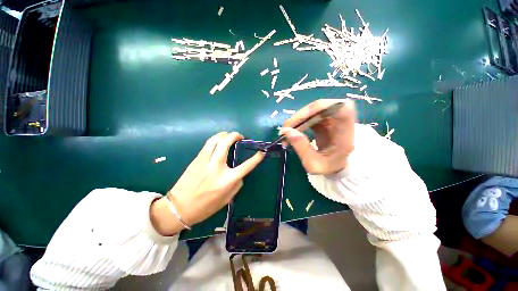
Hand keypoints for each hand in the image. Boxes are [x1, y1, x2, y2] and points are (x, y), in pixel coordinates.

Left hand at [150, 132, 263, 235]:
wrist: (179, 208)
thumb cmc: (205, 207)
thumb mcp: (227, 199)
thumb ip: (236, 184)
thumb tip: (240, 174)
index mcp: (227, 180)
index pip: (246, 166)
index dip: (256, 158)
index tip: (261, 153)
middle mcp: (217, 167)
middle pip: (227, 143)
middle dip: (235, 135)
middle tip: (240, 136)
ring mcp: (205, 161)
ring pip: (215, 139)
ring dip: (224, 134)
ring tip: (229, 136)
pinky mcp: (196, 159)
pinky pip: (207, 144)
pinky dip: (215, 139)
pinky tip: (218, 141)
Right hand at [280, 99, 355, 174]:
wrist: (334, 168)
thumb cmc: (327, 168)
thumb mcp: (313, 164)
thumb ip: (301, 147)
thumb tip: (286, 130)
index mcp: (345, 134)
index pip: (342, 109)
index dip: (322, 107)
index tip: (302, 118)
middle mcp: (341, 123)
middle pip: (323, 106)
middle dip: (302, 115)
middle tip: (287, 127)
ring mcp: (332, 120)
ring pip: (314, 110)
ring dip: (299, 118)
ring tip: (288, 130)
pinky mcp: (324, 120)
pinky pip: (310, 115)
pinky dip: (299, 121)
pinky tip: (293, 130)